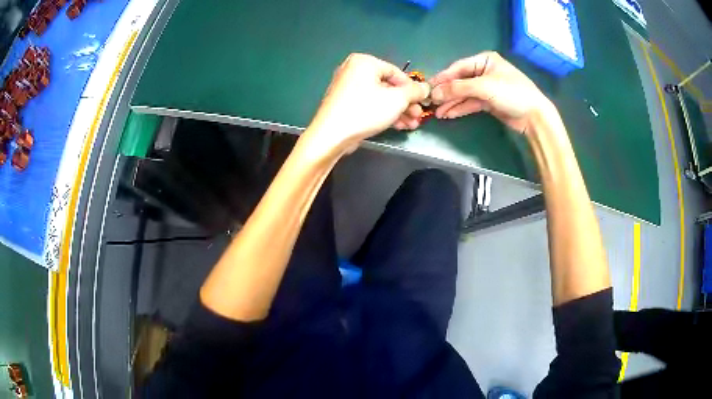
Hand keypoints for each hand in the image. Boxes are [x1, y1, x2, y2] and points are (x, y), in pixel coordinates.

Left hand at [306, 53, 428, 154]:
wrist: (331, 135)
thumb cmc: (365, 110)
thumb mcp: (397, 99)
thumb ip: (414, 91)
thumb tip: (426, 87)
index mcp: (364, 62)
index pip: (396, 72)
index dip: (412, 88)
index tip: (423, 101)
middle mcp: (354, 71)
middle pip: (388, 86)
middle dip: (406, 103)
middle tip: (418, 116)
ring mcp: (347, 88)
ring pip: (380, 97)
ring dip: (398, 111)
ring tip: (411, 125)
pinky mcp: (345, 104)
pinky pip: (369, 104)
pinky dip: (383, 113)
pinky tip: (398, 126)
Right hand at [430, 51, 553, 134]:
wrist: (534, 116)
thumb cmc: (511, 93)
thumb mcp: (484, 87)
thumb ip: (458, 88)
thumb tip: (434, 93)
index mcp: (484, 60)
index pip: (458, 67)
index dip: (443, 78)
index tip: (428, 88)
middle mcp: (484, 72)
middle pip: (460, 81)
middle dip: (446, 93)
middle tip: (431, 102)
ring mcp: (487, 87)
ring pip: (464, 94)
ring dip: (451, 103)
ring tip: (437, 112)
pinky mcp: (489, 102)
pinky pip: (470, 103)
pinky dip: (460, 108)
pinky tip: (449, 114)